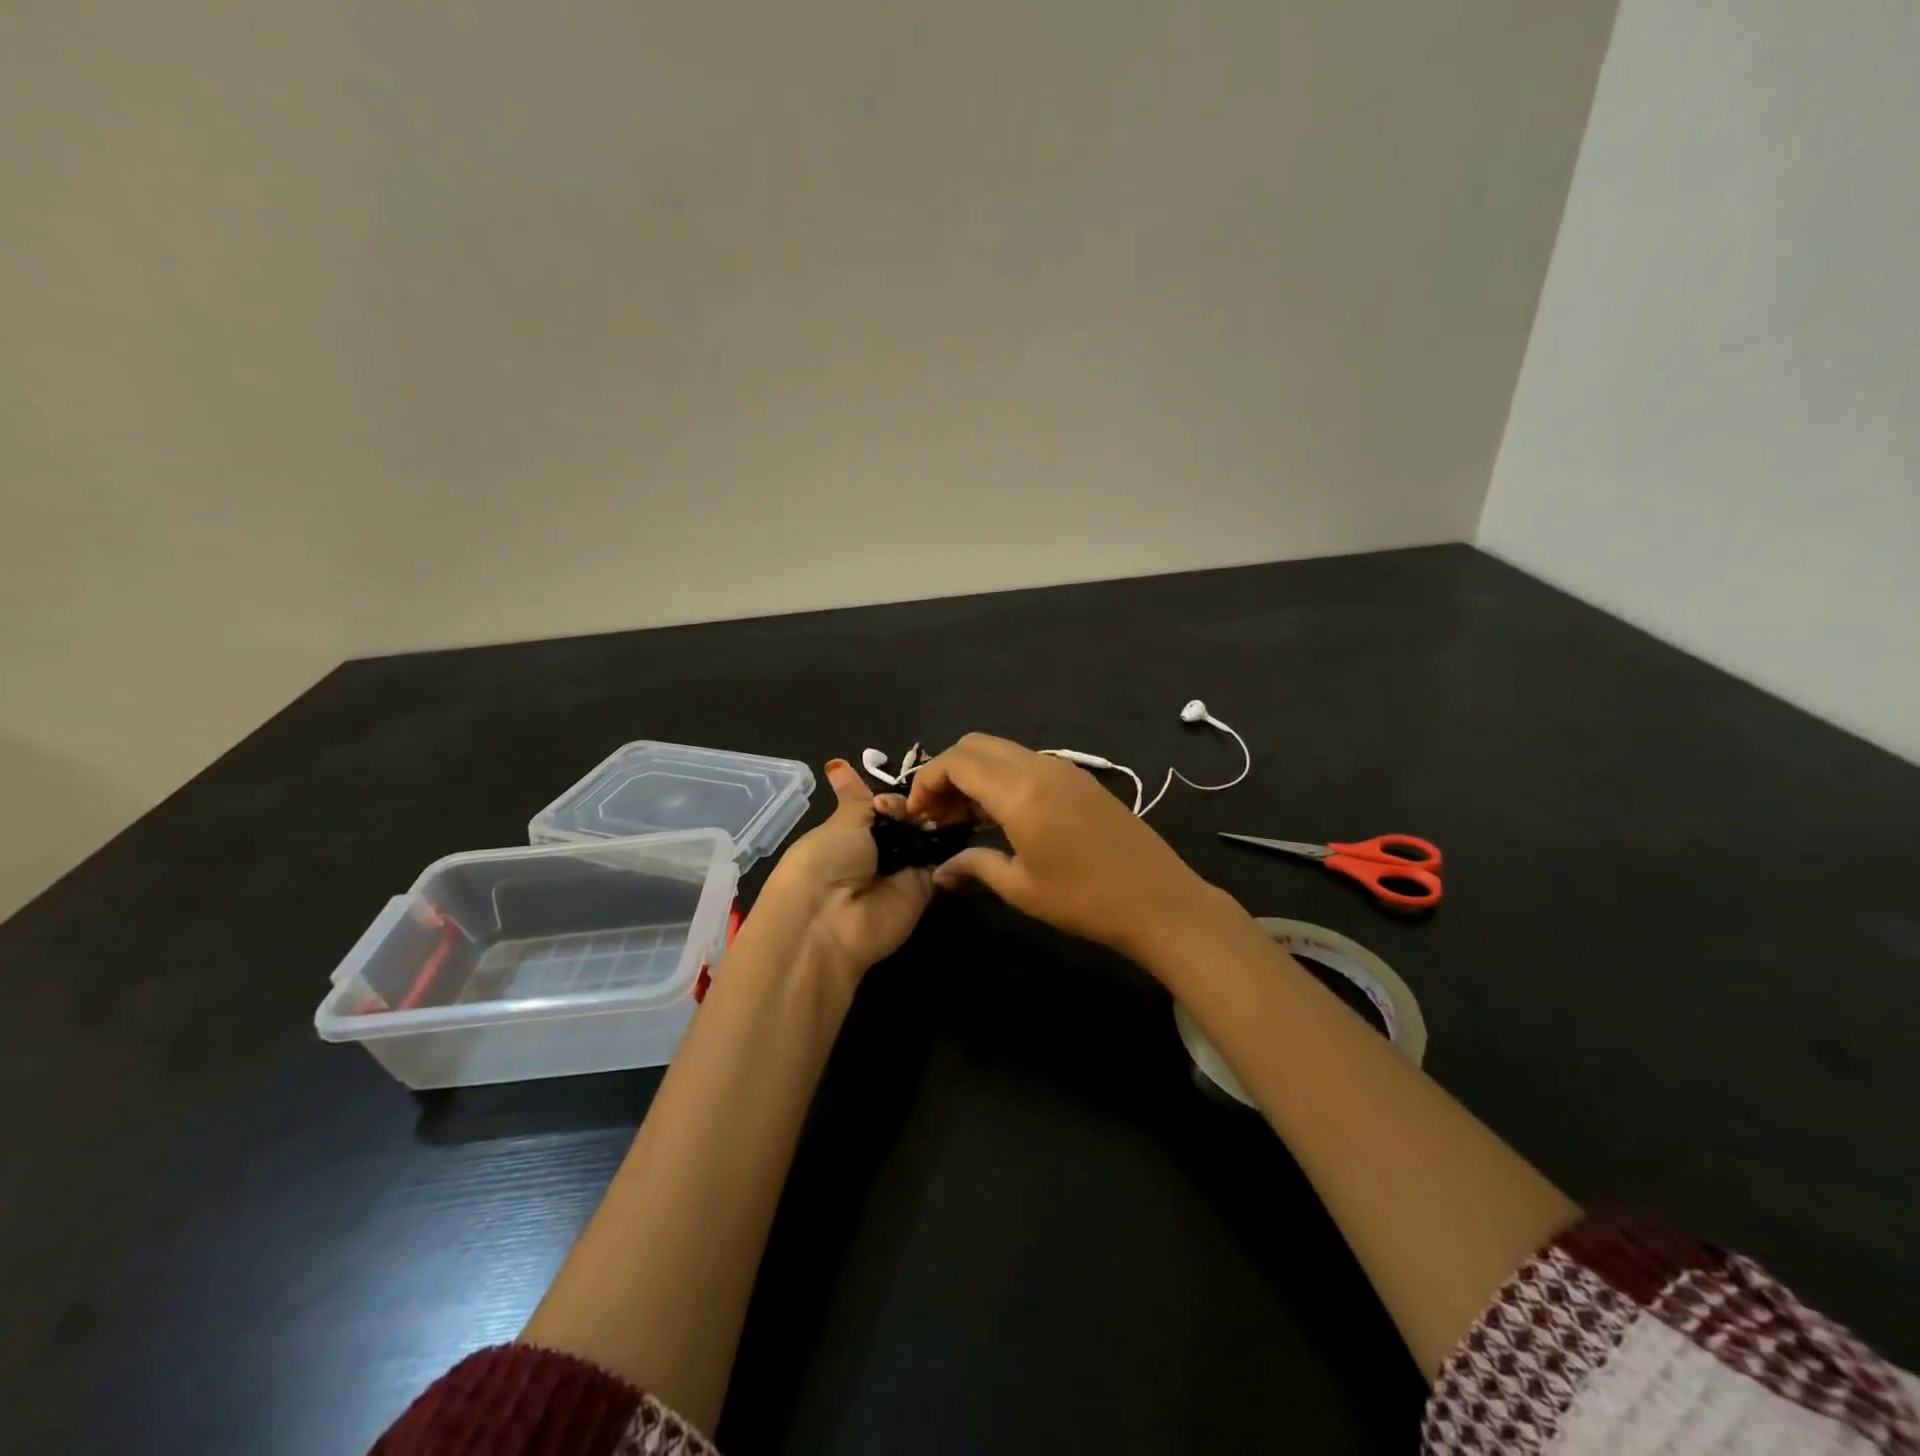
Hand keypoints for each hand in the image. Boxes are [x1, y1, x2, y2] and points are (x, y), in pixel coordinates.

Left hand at [747, 759, 934, 978]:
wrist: (831, 920)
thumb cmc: (825, 861)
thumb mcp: (842, 822)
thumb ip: (857, 797)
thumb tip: (837, 764)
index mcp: (851, 831)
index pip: (879, 804)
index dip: (892, 792)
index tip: (913, 778)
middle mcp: (877, 850)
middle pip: (908, 819)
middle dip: (920, 803)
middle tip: (936, 787)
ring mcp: (902, 870)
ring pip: (927, 836)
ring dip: (936, 819)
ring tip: (950, 799)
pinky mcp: (923, 889)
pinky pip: (941, 861)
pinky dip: (951, 844)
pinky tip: (964, 819)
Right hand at [905, 733, 1230, 958]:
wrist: (1159, 900)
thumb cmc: (1084, 899)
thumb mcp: (1020, 887)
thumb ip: (973, 867)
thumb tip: (940, 872)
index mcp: (1020, 790)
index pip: (956, 761)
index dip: (926, 781)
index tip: (917, 815)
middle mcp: (1039, 766)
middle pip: (976, 745)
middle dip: (947, 772)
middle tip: (937, 814)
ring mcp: (1063, 769)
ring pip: (1001, 751)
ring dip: (974, 774)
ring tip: (963, 818)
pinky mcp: (1079, 779)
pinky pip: (1026, 763)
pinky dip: (1001, 778)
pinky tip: (999, 816)